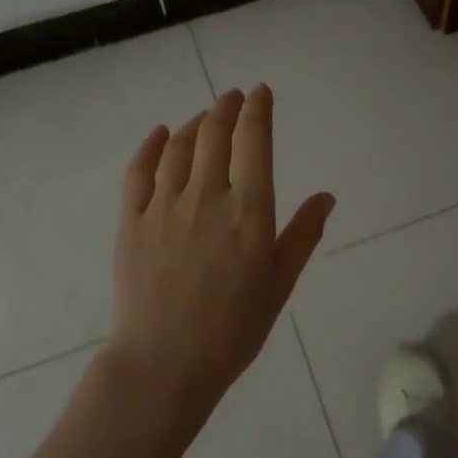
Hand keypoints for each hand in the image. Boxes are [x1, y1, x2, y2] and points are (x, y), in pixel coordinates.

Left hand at [108, 85, 332, 414]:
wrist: (164, 365)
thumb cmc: (233, 329)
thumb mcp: (279, 283)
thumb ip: (303, 235)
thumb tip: (326, 196)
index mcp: (248, 211)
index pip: (254, 142)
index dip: (258, 110)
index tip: (261, 92)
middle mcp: (206, 197)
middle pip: (215, 134)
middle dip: (227, 107)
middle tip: (234, 96)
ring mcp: (164, 206)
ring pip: (179, 147)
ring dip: (196, 123)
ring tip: (206, 116)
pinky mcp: (131, 221)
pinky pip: (139, 171)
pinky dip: (151, 146)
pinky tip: (161, 134)